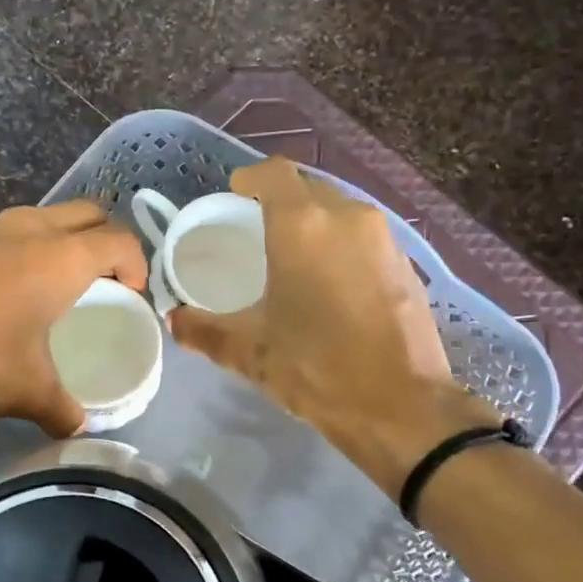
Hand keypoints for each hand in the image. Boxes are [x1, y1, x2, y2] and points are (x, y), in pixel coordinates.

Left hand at [0, 201, 149, 435]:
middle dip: (105, 240)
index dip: (136, 264)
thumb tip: (77, 427)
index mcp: (62, 258)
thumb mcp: (29, 391)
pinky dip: (22, 249)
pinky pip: (5, 232)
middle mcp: (30, 230)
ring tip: (56, 284)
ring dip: (61, 240)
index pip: (119, 240)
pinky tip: (6, 291)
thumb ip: (62, 409)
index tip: (132, 296)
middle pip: (86, 213)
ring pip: (43, 217)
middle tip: (104, 281)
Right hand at [169, 158, 499, 494]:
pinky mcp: (407, 265)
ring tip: (293, 258)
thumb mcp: (249, 352)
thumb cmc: (316, 369)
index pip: (274, 174)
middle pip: (308, 189)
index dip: (251, 179)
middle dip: (281, 202)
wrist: (401, 407)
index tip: (234, 197)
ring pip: (341, 212)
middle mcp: (347, 218)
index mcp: (303, 226)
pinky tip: (332, 283)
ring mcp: (384, 239)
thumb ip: (204, 330)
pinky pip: (365, 238)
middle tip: (257, 232)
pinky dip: (342, 246)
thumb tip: (175, 319)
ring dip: (315, 223)